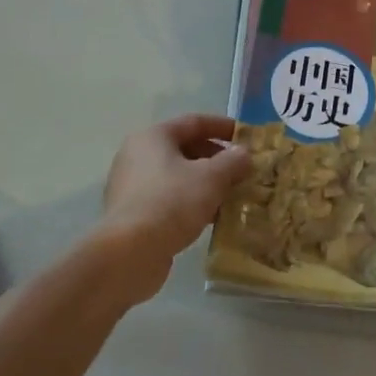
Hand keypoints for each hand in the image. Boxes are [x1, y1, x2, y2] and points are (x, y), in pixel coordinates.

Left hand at [99, 114, 250, 304]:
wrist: (130, 253)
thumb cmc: (172, 202)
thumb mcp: (211, 178)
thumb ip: (232, 162)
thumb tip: (243, 154)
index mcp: (153, 137)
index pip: (193, 122)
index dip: (222, 126)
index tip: (245, 136)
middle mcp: (137, 155)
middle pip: (184, 149)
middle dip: (215, 159)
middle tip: (241, 171)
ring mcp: (131, 186)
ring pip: (177, 176)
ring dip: (205, 183)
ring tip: (231, 195)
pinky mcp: (132, 214)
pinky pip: (168, 199)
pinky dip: (190, 202)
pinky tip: (210, 217)